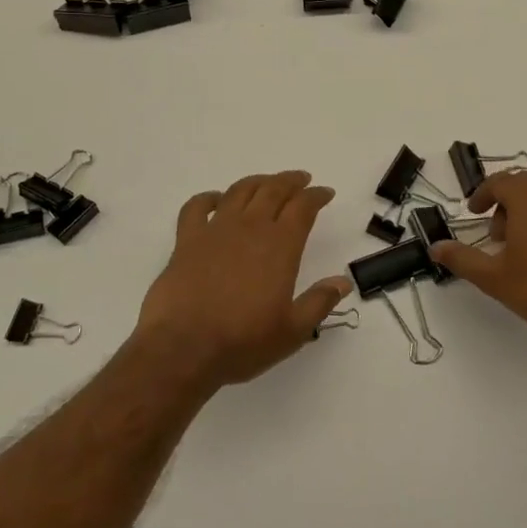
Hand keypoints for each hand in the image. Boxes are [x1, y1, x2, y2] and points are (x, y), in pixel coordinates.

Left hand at [132, 171, 351, 389]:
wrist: (183, 348)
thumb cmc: (243, 341)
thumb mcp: (292, 330)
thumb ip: (319, 302)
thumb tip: (343, 282)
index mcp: (280, 245)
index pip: (303, 207)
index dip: (317, 196)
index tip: (325, 193)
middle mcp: (250, 228)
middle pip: (274, 189)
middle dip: (291, 181)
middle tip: (302, 179)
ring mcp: (216, 230)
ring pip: (240, 191)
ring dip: (258, 181)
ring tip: (267, 183)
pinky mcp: (186, 240)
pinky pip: (197, 207)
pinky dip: (209, 198)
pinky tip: (216, 200)